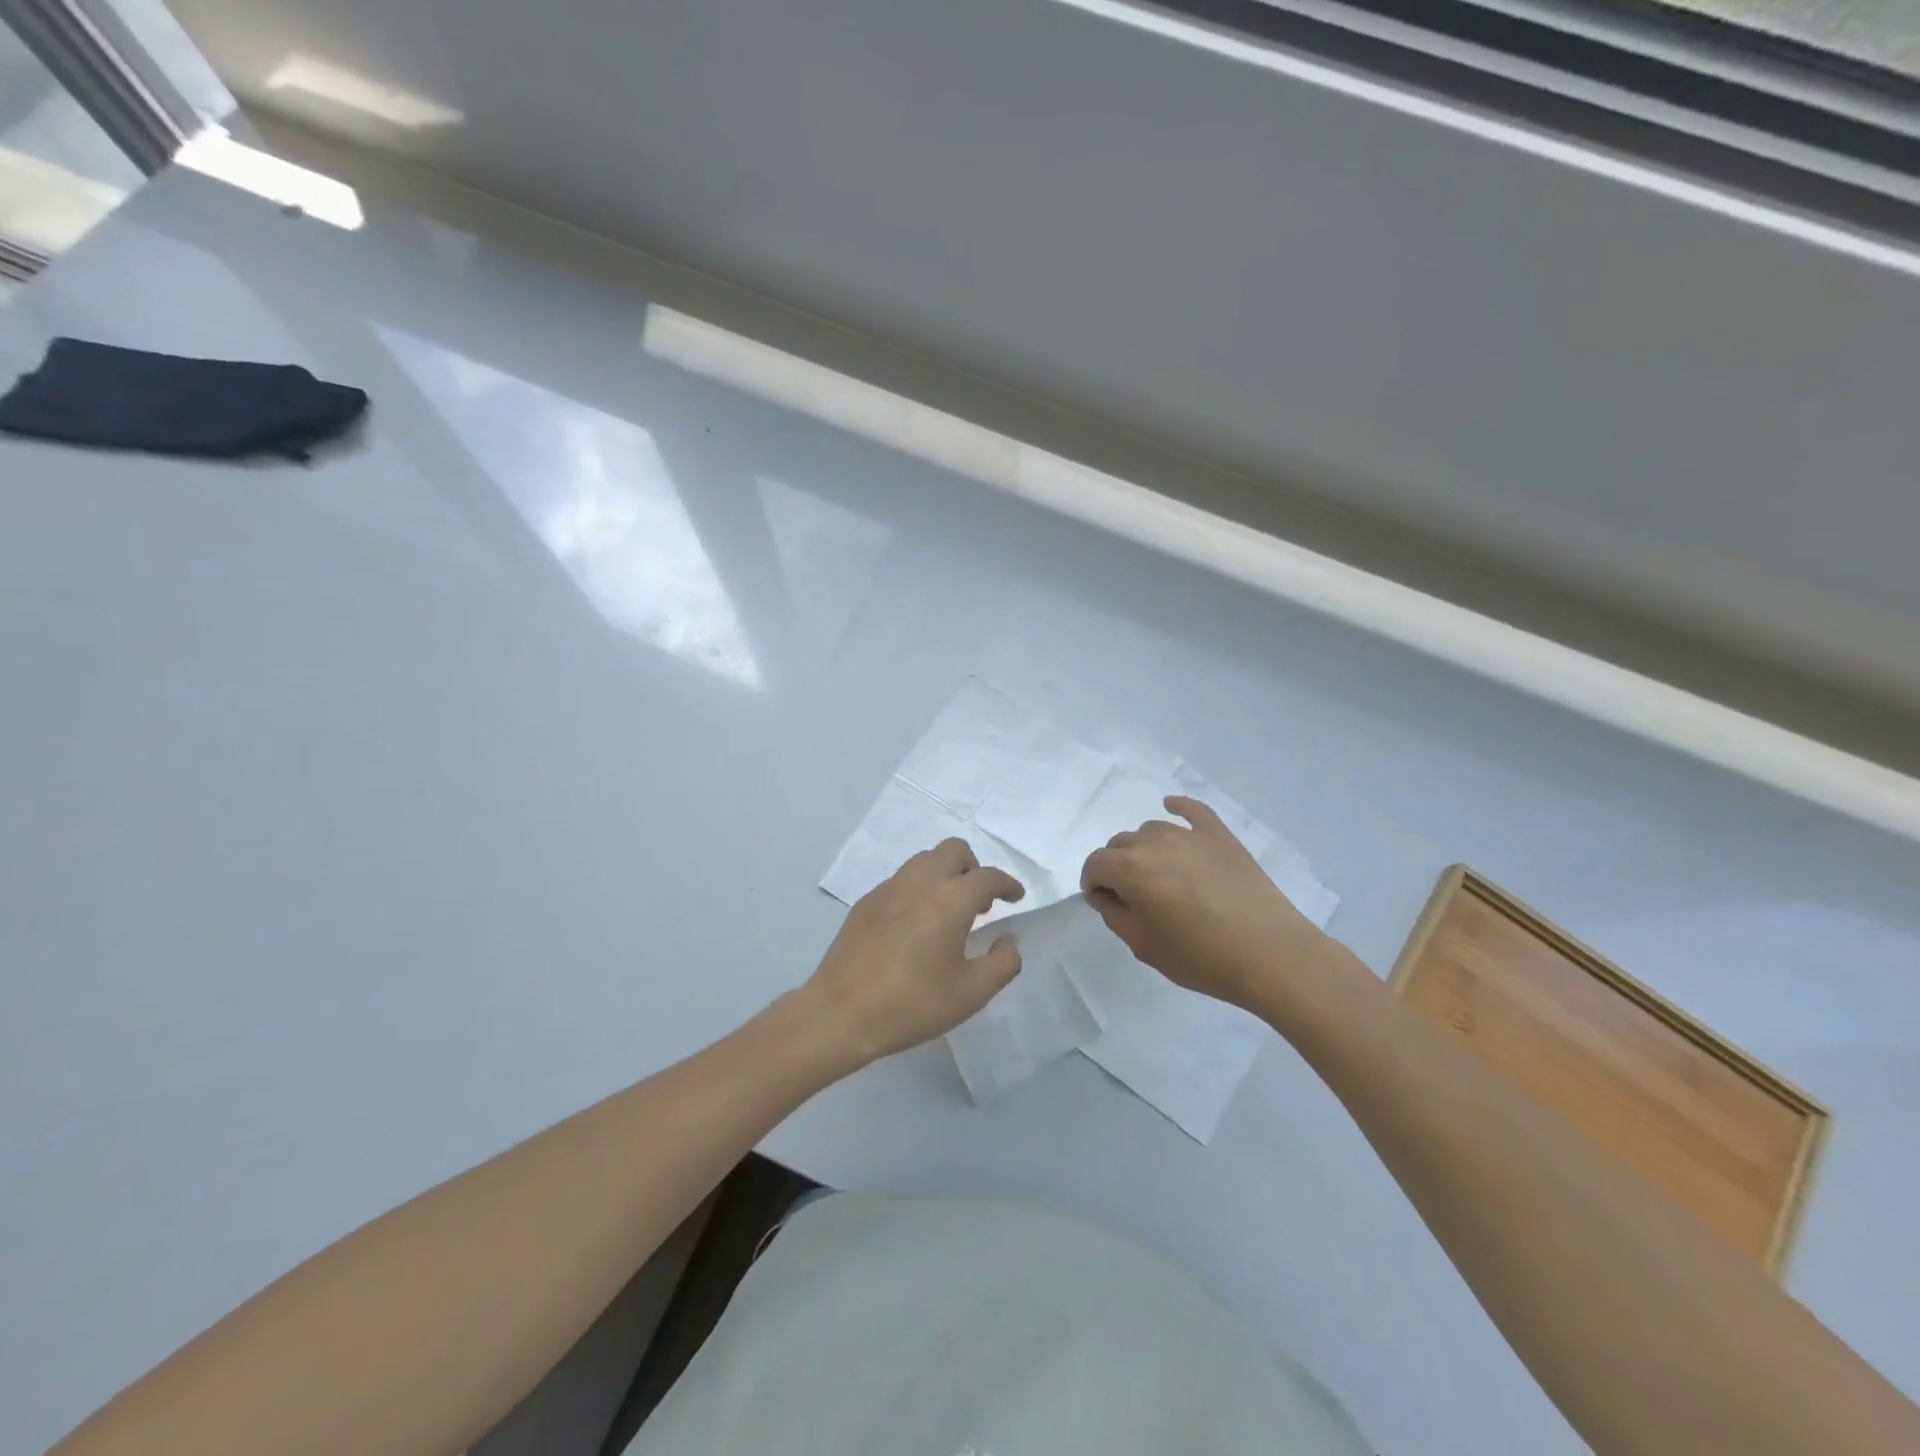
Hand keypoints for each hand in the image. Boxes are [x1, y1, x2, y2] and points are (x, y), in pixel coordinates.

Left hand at [804, 839, 1025, 1065]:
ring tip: (948, 912)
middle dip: (974, 868)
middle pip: (954, 850)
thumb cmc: (912, 1004)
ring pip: (924, 860)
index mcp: (950, 900)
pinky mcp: (866, 902)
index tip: (1015, 898)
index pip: (988, 877)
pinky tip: (915, 925)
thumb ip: (1002, 963)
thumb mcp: (971, 994)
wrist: (842, 1013)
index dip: (1007, 884)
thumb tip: (1008, 940)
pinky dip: (918, 889)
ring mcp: (888, 889)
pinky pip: (901, 879)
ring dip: (945, 874)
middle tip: (979, 903)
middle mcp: (920, 882)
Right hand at [1080, 796, 1328, 1009]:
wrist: (1272, 955)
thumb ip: (1115, 915)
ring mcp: (1190, 835)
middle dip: (1117, 867)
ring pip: (1151, 830)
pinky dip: (1179, 807)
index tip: (1104, 903)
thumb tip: (1106, 894)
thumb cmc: (1202, 958)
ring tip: (1161, 877)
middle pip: (1120, 844)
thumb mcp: (1144, 946)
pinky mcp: (1220, 836)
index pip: (1095, 864)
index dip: (1093, 884)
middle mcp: (1155, 842)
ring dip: (1144, 849)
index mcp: (1131, 869)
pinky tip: (1173, 807)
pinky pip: (1193, 810)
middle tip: (1134, 897)